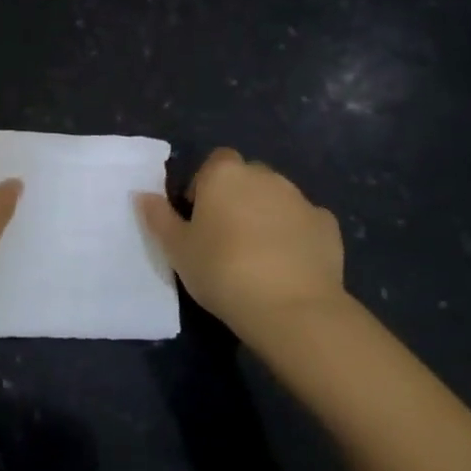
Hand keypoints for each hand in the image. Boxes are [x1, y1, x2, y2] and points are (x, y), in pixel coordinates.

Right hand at [136, 148, 348, 338]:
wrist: (291, 308)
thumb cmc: (222, 271)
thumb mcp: (177, 249)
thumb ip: (159, 218)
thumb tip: (143, 195)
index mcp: (225, 174)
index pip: (214, 162)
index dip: (205, 185)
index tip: (199, 218)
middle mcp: (265, 176)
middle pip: (247, 177)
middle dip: (237, 197)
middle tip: (224, 236)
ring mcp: (300, 199)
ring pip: (277, 198)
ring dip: (266, 214)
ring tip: (257, 254)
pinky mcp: (328, 225)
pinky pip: (304, 222)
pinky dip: (296, 234)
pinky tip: (288, 264)